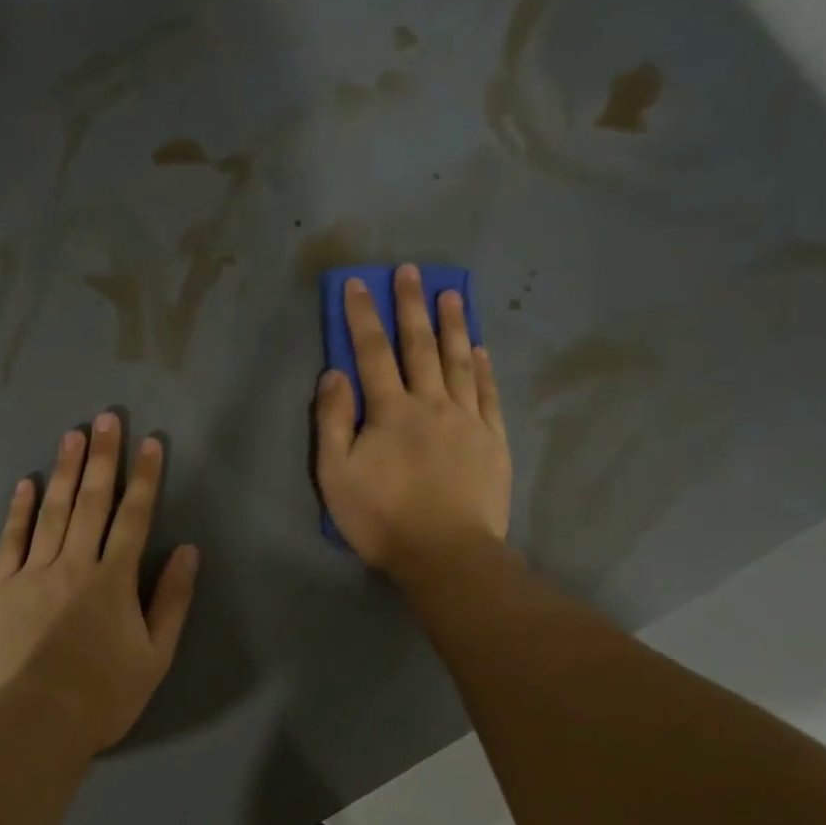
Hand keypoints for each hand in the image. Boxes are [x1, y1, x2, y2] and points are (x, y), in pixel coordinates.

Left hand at [0, 413, 199, 753]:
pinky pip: (10, 541)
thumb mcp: (156, 655)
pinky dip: (18, 511)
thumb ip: (172, 600)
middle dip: (102, 458)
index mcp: (114, 579)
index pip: (134, 517)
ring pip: (52, 512)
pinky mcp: (0, 589)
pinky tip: (24, 484)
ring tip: (71, 435)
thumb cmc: (104, 694)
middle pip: (91, 502)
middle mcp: (75, 564)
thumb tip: (188, 551)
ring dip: (63, 471)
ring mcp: (33, 573)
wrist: (37, 722)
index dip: (145, 477)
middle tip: (105, 418)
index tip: (150, 442)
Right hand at [315, 265, 512, 576]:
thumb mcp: (335, 476)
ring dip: (452, 325)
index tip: (358, 284)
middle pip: (419, 346)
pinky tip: (479, 348)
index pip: (371, 353)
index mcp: (389, 411)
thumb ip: (332, 422)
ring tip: (451, 293)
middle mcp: (430, 404)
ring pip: (458, 361)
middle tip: (410, 270)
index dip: (362, 317)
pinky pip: (487, 393)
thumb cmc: (382, 518)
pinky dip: (481, 367)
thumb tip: (334, 374)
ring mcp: (467, 419)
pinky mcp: (492, 440)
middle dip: (411, 306)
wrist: (446, 554)